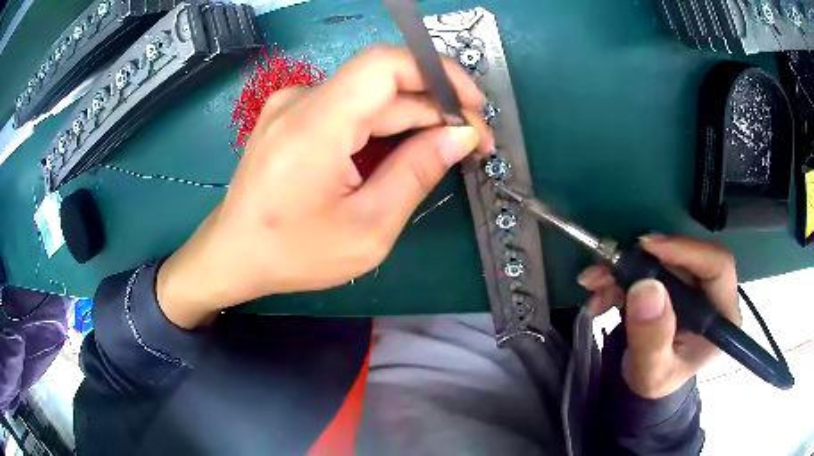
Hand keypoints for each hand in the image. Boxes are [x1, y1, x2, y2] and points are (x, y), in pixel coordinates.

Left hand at [156, 45, 493, 327]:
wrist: (233, 254)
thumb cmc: (293, 253)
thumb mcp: (368, 228)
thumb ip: (417, 173)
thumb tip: (461, 135)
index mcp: (315, 125)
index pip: (385, 65)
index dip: (438, 73)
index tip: (473, 106)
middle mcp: (300, 100)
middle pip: (383, 85)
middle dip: (435, 108)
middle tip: (472, 144)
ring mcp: (292, 105)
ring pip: (369, 97)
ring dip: (412, 119)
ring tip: (443, 151)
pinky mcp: (291, 115)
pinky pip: (349, 108)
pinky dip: (382, 125)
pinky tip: (401, 152)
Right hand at [578, 235, 742, 398]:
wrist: (646, 380)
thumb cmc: (656, 381)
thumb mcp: (651, 372)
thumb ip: (652, 339)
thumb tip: (647, 287)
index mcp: (722, 314)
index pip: (717, 265)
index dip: (685, 250)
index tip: (647, 248)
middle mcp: (712, 292)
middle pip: (684, 258)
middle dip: (642, 261)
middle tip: (606, 269)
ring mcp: (693, 284)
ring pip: (663, 259)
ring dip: (625, 268)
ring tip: (594, 285)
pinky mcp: (674, 281)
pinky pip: (649, 266)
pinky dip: (621, 276)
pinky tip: (601, 294)